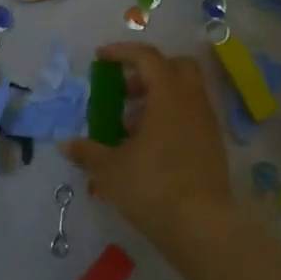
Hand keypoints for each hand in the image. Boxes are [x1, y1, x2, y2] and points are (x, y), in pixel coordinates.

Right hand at [62, 43, 236, 247]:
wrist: (203, 227)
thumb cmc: (153, 188)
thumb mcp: (110, 170)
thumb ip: (87, 152)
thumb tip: (67, 144)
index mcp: (169, 96)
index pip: (147, 57)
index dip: (122, 52)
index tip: (100, 58)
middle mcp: (192, 103)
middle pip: (176, 67)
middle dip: (147, 72)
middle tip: (123, 92)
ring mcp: (207, 124)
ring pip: (185, 93)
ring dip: (157, 99)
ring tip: (129, 130)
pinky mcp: (213, 147)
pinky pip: (191, 117)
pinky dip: (170, 120)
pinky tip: (149, 149)